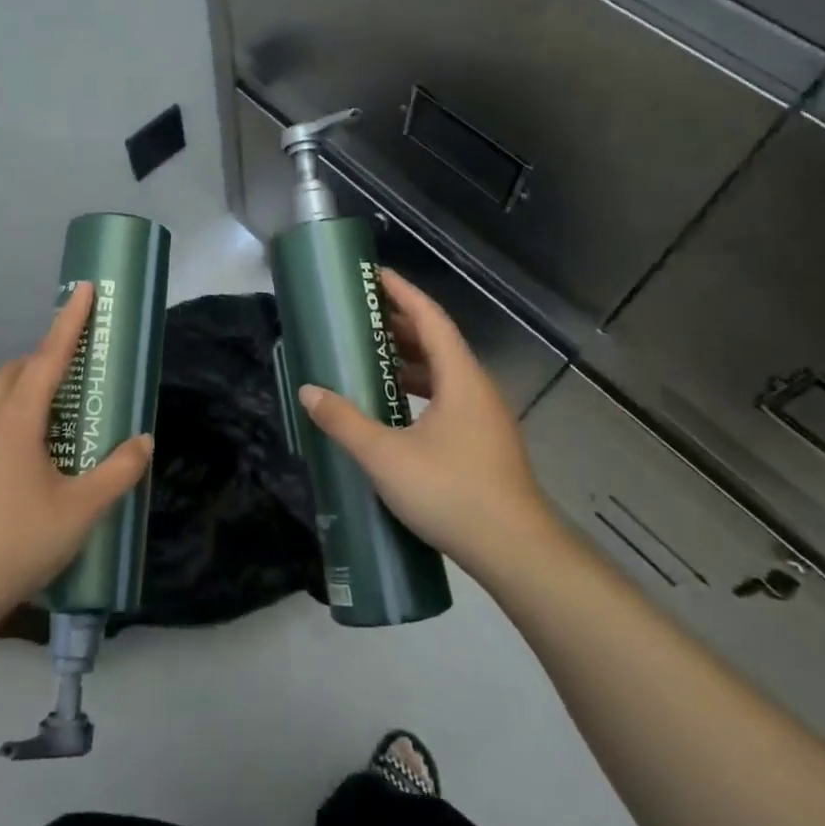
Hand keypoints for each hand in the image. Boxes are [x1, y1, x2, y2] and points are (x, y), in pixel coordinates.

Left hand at [0, 282, 152, 629]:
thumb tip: (143, 440)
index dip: (69, 322)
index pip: (48, 358)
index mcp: (17, 421)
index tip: (81, 289)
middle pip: (13, 371)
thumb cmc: (17, 544)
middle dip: (42, 358)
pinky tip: (17, 457)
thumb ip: (117, 472)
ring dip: (19, 387)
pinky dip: (2, 417)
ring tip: (48, 413)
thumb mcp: (80, 511)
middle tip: (71, 372)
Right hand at [297, 269, 560, 581]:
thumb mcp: (386, 456)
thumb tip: (309, 392)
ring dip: (410, 360)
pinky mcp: (484, 443)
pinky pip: (448, 398)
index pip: (431, 319)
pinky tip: (395, 408)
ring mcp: (485, 418)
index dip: (403, 293)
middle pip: (439, 342)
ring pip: (445, 373)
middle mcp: (477, 389)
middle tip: (362, 315)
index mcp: (460, 379)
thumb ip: (345, 421)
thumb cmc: (451, 492)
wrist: (515, 550)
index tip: (376, 275)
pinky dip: (420, 389)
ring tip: (371, 358)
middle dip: (401, 325)